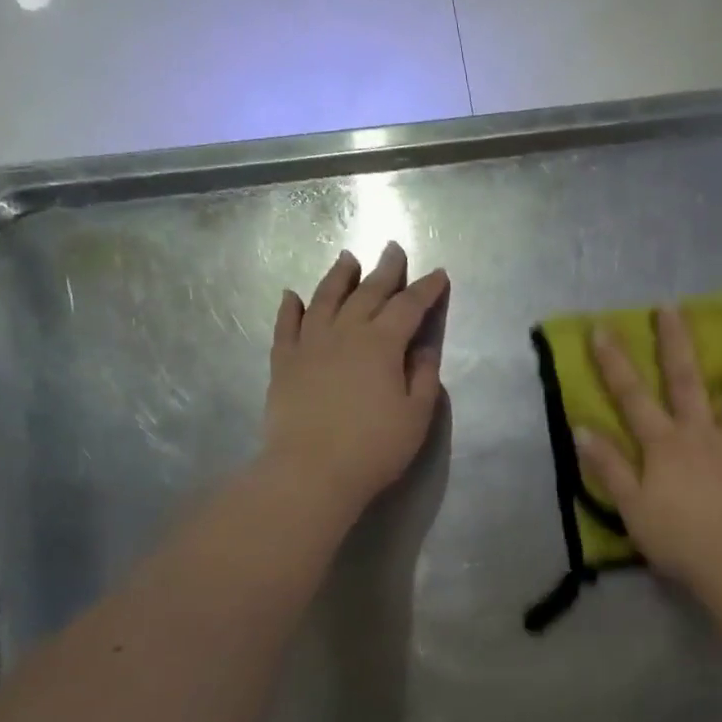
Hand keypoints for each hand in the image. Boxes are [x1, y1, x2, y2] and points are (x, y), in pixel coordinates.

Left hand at [261, 243, 448, 519]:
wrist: (310, 472)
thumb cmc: (374, 448)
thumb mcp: (416, 415)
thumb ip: (423, 376)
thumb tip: (422, 347)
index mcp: (382, 344)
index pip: (409, 307)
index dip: (426, 290)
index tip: (438, 274)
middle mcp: (345, 333)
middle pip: (368, 293)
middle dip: (385, 270)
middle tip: (394, 248)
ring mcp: (309, 345)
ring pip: (325, 300)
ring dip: (338, 277)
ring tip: (348, 259)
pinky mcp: (283, 363)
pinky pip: (285, 326)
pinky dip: (289, 308)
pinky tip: (292, 295)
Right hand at [574, 307, 721, 589]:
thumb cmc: (676, 539)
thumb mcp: (630, 507)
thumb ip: (608, 467)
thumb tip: (582, 429)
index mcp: (664, 444)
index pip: (632, 398)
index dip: (614, 364)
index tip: (601, 329)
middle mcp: (701, 434)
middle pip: (686, 381)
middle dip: (676, 342)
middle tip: (673, 306)